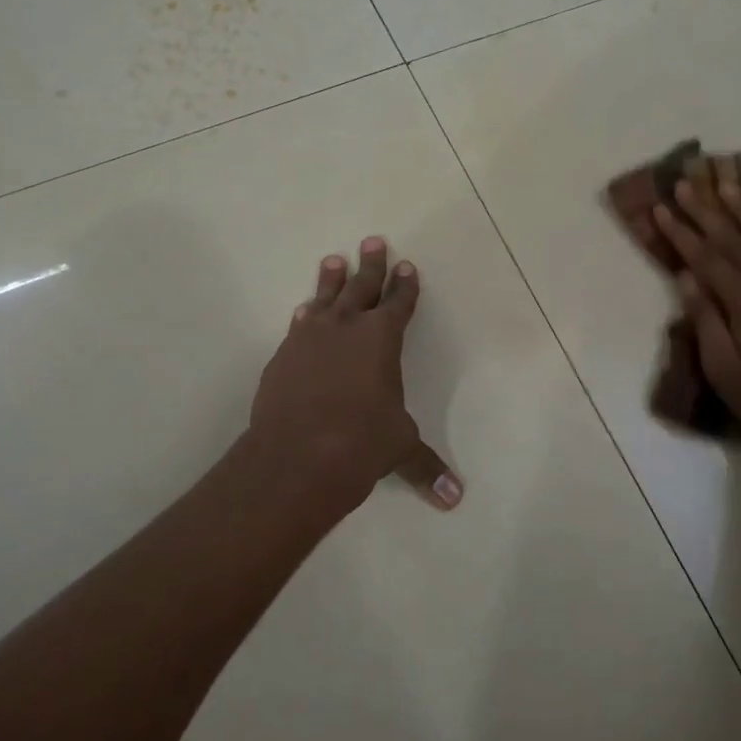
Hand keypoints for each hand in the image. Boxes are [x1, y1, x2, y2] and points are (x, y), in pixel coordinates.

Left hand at [247, 236, 463, 518]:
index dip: (406, 285)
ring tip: (333, 260)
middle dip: (371, 265)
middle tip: (373, 242)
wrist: (295, 456)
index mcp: (382, 340)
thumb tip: (455, 499)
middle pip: (362, 287)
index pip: (399, 304)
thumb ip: (426, 466)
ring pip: (325, 298)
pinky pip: (299, 325)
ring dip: (331, 279)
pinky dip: (306, 315)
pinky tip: (304, 312)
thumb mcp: (399, 449)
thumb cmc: (360, 444)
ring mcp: (310, 338)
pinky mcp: (284, 355)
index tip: (408, 266)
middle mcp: (347, 328)